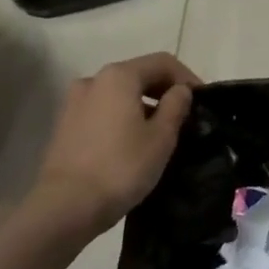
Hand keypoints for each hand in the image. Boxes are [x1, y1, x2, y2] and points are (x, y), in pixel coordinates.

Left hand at [26, 53, 202, 240]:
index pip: (163, 62)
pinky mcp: (65, 125)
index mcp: (119, 76)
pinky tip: (133, 142)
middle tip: (186, 117)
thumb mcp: (161, 137)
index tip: (203, 101)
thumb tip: (180, 91)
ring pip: (119, 94)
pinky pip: (103, 111)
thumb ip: (176, 106)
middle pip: (138, 74)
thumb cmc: (121, 167)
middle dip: (164, 91)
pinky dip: (122, 117)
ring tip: (161, 132)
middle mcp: (93, 80)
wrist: (66, 206)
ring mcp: (74, 102)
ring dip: (143, 105)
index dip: (188, 78)